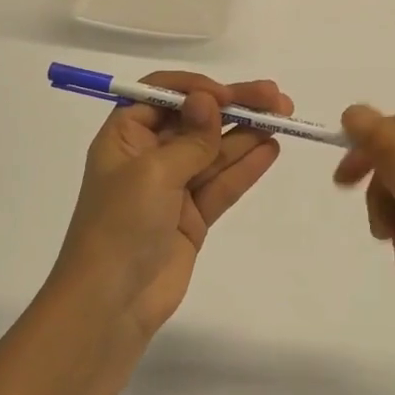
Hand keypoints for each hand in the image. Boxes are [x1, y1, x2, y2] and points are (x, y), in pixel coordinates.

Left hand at [52, 73, 291, 340]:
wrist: (111, 304)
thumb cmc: (120, 225)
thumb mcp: (153, 173)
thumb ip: (190, 137)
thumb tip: (209, 98)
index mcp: (126, 136)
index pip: (162, 94)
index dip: (197, 89)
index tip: (228, 95)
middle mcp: (148, 155)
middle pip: (196, 120)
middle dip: (235, 107)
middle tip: (277, 98)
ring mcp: (173, 187)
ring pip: (215, 150)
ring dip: (247, 133)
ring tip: (284, 118)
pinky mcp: (192, 216)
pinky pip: (222, 183)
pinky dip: (245, 166)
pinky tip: (271, 149)